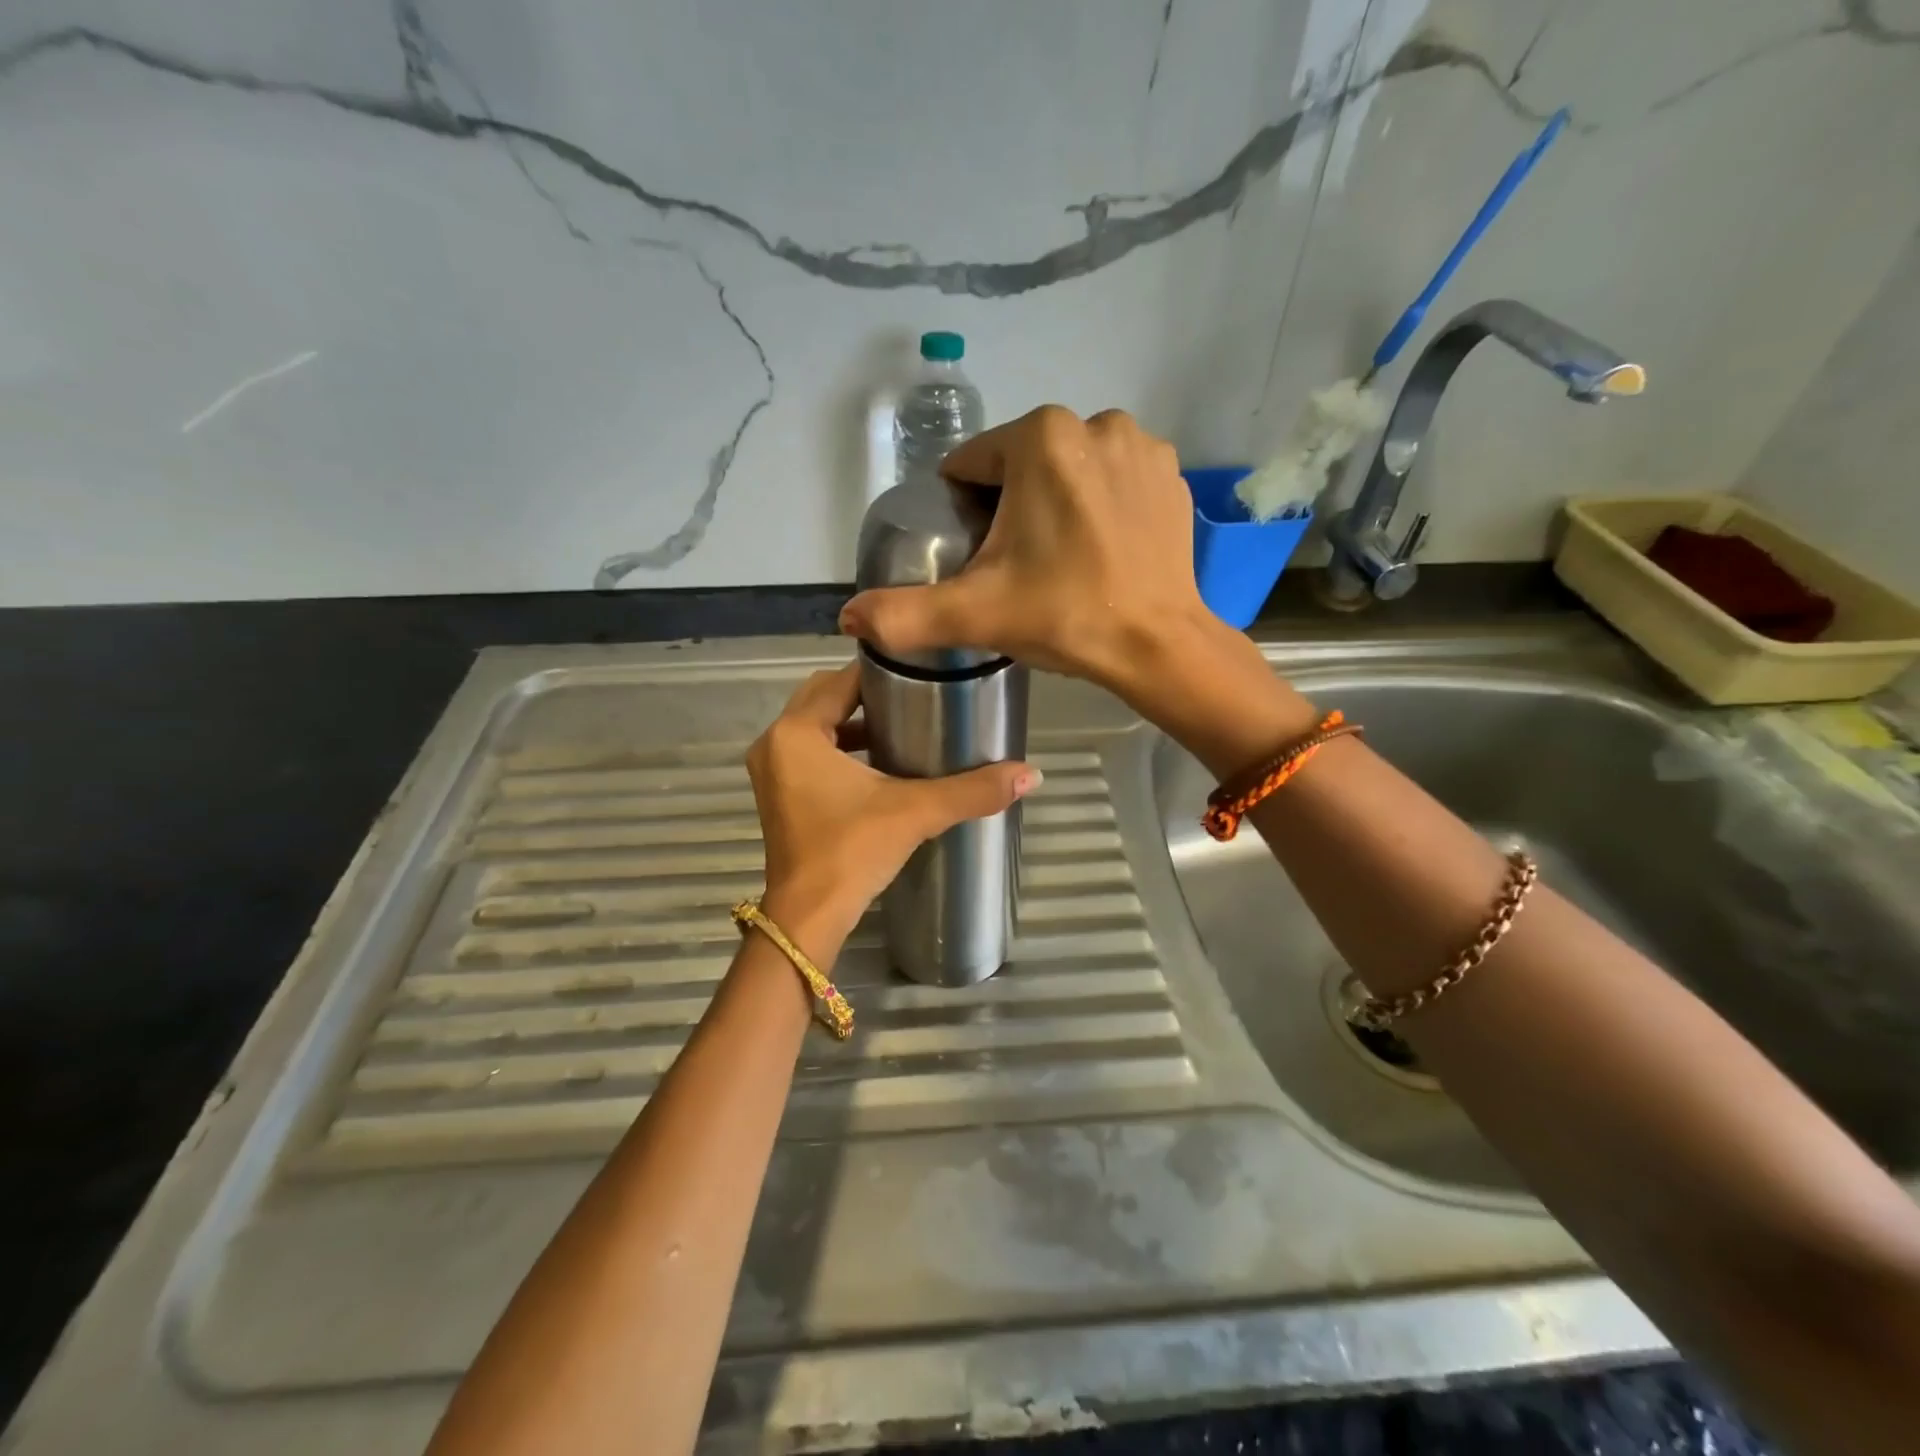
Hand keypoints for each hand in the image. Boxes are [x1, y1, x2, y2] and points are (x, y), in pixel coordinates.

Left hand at [746, 665, 1039, 952]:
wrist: (809, 917)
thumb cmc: (852, 852)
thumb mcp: (915, 812)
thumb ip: (972, 790)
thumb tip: (1032, 774)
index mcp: (796, 732)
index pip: (841, 681)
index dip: (881, 672)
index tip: (921, 673)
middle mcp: (775, 742)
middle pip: (824, 698)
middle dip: (866, 694)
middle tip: (916, 695)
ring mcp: (771, 770)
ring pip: (815, 725)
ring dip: (852, 722)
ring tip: (903, 724)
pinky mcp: (778, 794)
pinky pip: (809, 751)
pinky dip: (839, 748)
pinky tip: (878, 763)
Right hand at [838, 406, 1219, 701]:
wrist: (1157, 645)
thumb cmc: (1065, 616)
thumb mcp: (975, 614)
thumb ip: (904, 614)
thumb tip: (848, 618)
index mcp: (1039, 438)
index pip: (974, 465)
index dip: (966, 511)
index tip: (978, 555)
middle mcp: (1094, 422)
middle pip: (1023, 465)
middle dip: (1011, 507)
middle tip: (1018, 567)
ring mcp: (1140, 446)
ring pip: (1069, 470)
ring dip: (1056, 503)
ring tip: (1061, 560)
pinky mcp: (1170, 476)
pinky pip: (1113, 480)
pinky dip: (1100, 505)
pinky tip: (1101, 549)